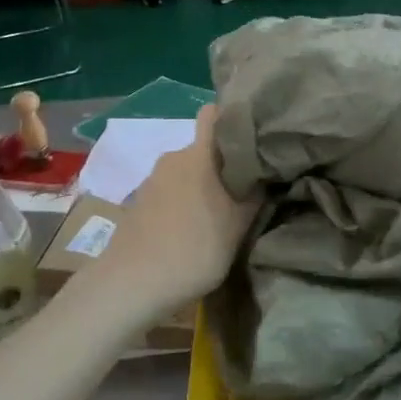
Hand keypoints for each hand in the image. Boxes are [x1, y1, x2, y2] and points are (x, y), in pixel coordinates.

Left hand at [90, 106, 257, 314]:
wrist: (131, 285)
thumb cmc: (193, 249)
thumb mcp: (238, 226)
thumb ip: (256, 195)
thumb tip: (269, 173)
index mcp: (198, 154)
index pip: (214, 114)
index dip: (234, 118)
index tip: (256, 135)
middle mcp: (172, 157)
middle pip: (205, 147)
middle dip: (225, 162)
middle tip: (248, 184)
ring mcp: (152, 180)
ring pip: (188, 170)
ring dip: (205, 184)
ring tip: (224, 211)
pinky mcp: (140, 203)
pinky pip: (172, 190)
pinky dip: (186, 200)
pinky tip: (195, 227)